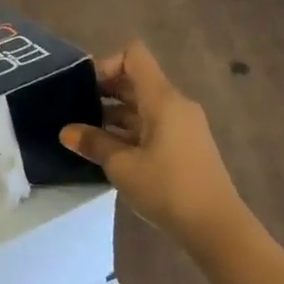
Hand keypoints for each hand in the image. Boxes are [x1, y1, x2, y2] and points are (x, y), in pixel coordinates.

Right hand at [60, 41, 245, 251]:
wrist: (217, 228)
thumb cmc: (167, 188)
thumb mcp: (122, 166)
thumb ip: (93, 143)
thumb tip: (66, 132)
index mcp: (162, 99)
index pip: (134, 56)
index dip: (106, 64)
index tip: (85, 89)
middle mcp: (175, 104)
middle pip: (136, 80)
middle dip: (105, 91)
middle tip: (76, 112)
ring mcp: (183, 125)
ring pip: (143, 105)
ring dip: (115, 114)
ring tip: (87, 135)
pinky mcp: (185, 145)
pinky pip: (153, 124)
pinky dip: (130, 130)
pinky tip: (110, 152)